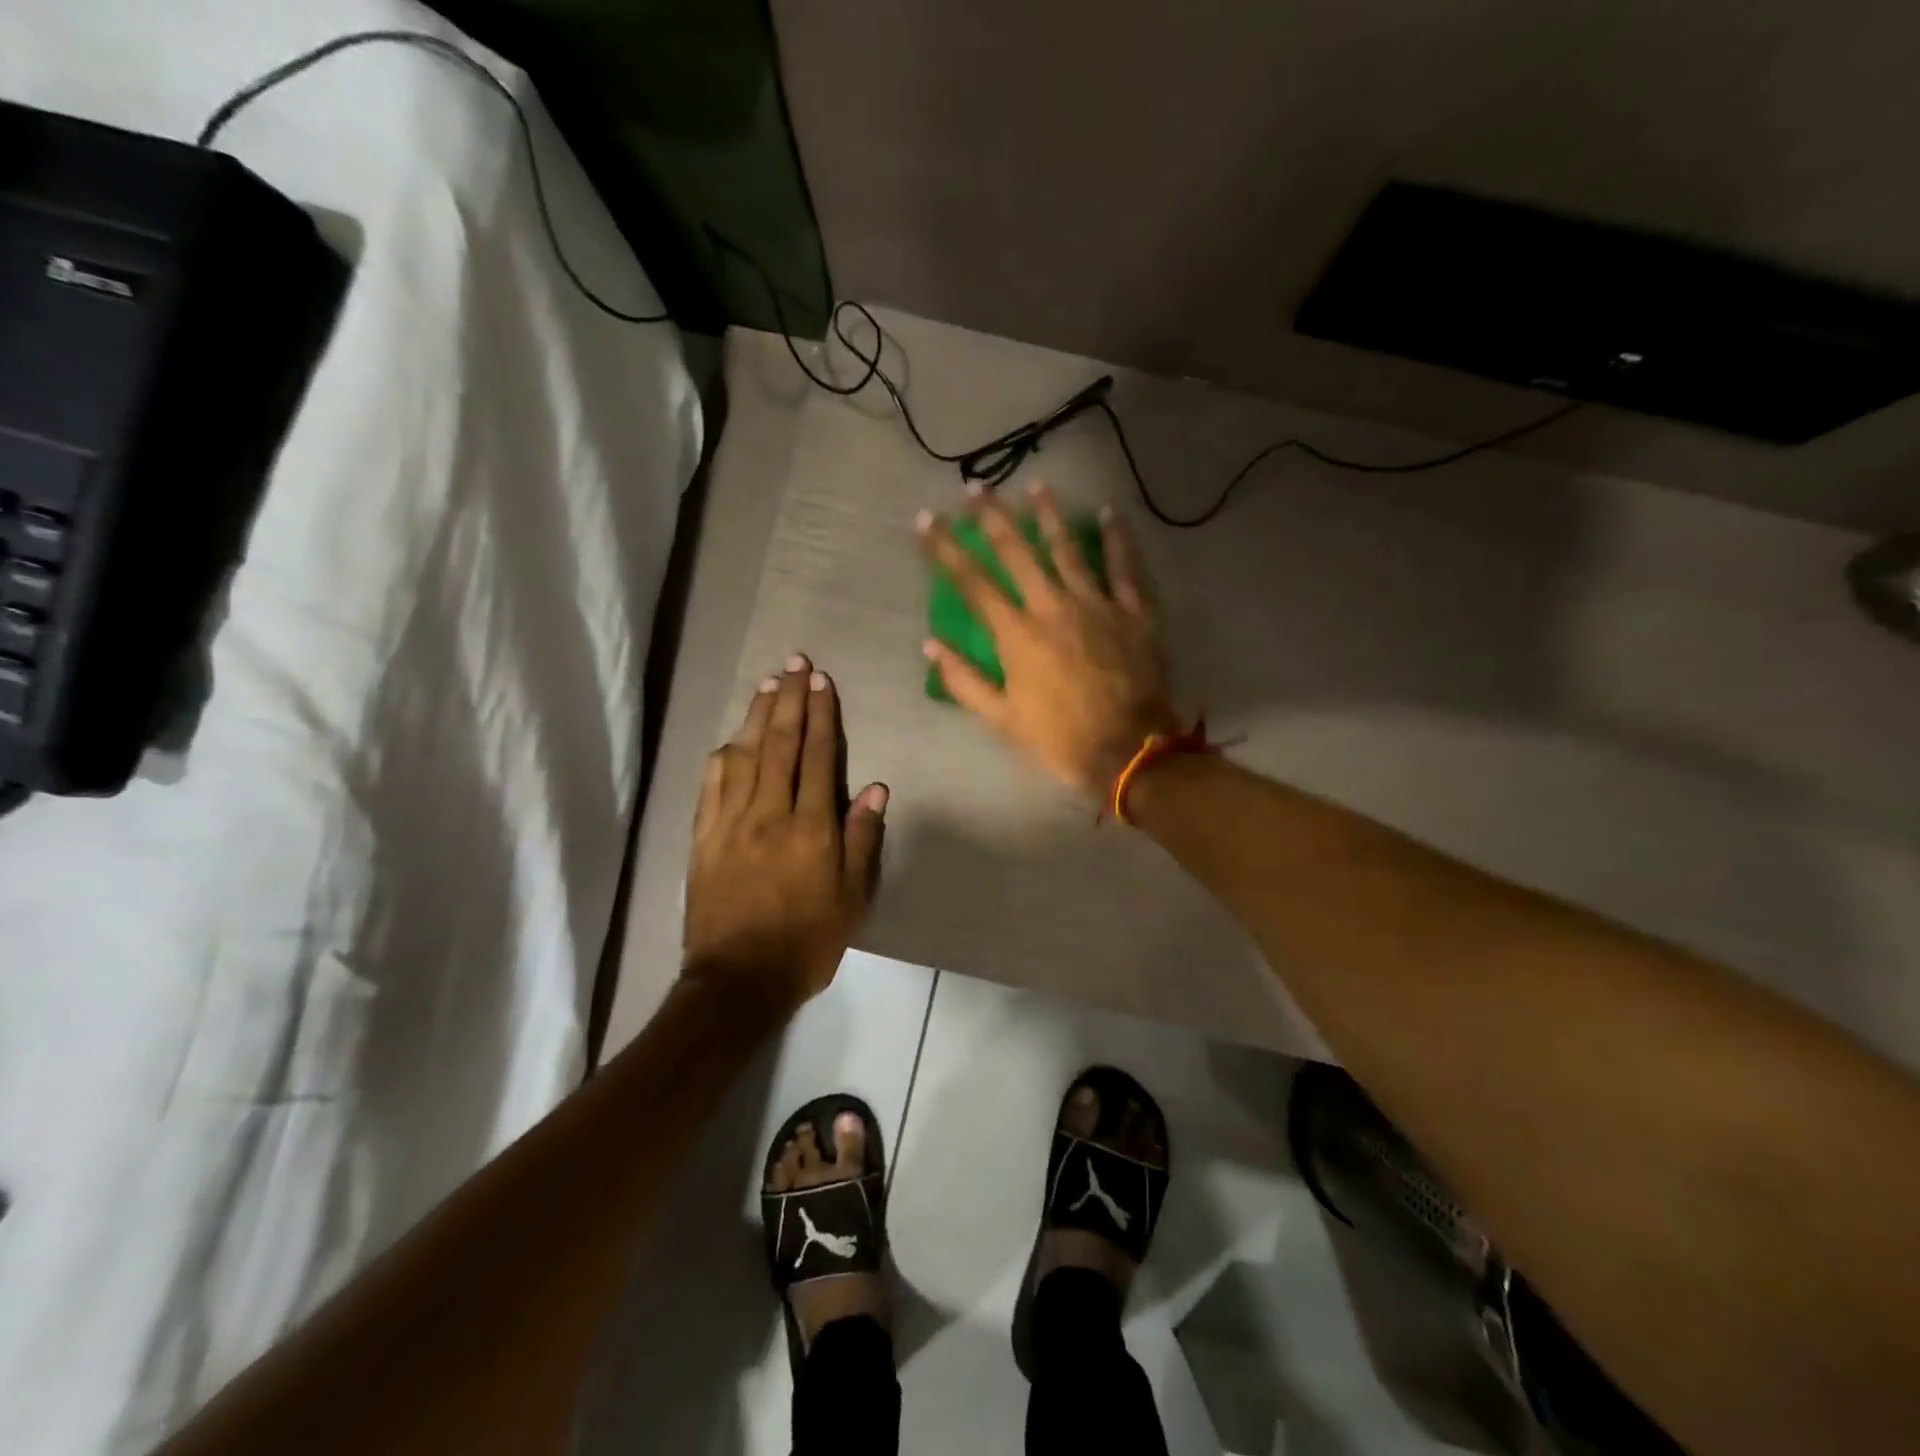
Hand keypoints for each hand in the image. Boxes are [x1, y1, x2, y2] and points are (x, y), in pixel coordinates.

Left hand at [683, 655, 887, 1011]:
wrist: (738, 980)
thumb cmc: (807, 941)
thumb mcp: (852, 897)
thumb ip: (863, 839)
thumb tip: (874, 788)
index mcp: (811, 827)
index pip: (817, 756)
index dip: (821, 715)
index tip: (822, 681)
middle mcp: (769, 813)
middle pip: (779, 743)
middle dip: (789, 699)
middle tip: (795, 662)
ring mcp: (731, 822)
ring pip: (744, 755)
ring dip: (756, 715)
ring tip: (768, 683)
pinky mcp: (703, 837)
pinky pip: (712, 784)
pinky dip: (724, 755)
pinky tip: (732, 739)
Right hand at [919, 482, 1177, 796]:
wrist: (1129, 750)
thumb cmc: (1060, 739)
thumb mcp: (1002, 719)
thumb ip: (964, 680)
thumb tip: (930, 645)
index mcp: (1017, 634)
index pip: (973, 582)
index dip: (946, 549)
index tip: (927, 519)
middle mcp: (1053, 607)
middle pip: (1019, 553)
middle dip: (994, 518)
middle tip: (977, 488)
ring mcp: (1097, 604)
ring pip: (1069, 549)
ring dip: (1050, 516)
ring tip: (1037, 486)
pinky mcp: (1134, 612)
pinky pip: (1124, 567)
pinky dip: (1117, 539)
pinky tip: (1110, 512)